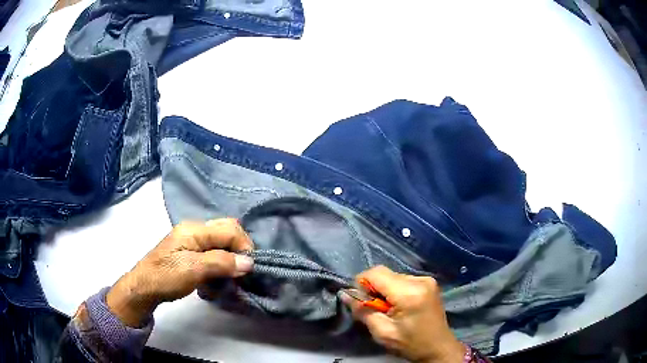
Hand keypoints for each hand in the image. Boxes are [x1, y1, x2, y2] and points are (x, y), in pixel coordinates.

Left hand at [106, 219, 253, 326]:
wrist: (144, 288)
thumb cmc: (165, 277)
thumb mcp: (192, 270)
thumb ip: (220, 263)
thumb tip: (249, 262)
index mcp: (194, 229)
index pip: (230, 229)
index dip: (244, 247)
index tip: (249, 270)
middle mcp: (195, 230)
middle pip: (228, 231)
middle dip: (239, 251)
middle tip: (241, 272)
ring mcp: (193, 240)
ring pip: (222, 243)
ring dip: (230, 259)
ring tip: (229, 277)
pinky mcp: (191, 252)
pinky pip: (214, 252)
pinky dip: (221, 264)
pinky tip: (217, 277)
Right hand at [341, 266, 464, 362]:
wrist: (438, 348)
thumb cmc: (410, 344)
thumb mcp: (382, 333)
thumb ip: (363, 311)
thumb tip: (345, 294)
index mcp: (409, 293)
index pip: (376, 273)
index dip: (362, 283)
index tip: (360, 301)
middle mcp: (420, 280)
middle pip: (385, 274)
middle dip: (373, 288)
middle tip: (374, 309)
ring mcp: (427, 279)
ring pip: (393, 276)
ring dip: (384, 290)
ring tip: (388, 309)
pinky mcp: (429, 282)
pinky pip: (403, 280)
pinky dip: (395, 290)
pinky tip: (399, 306)